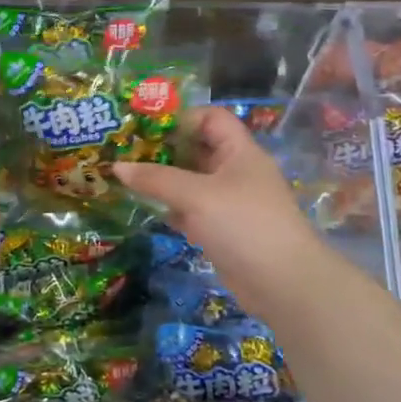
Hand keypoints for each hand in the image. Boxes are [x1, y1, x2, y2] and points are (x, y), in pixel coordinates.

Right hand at [113, 107, 336, 316]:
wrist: (283, 283)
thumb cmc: (244, 225)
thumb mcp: (197, 196)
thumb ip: (156, 179)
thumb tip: (117, 167)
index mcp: (239, 152)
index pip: (211, 118)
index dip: (182, 118)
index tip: (146, 128)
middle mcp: (235, 172)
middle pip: (197, 149)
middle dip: (163, 149)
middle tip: (125, 151)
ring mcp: (228, 202)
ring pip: (190, 181)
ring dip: (162, 179)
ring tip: (125, 177)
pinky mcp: (220, 229)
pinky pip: (189, 209)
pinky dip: (168, 206)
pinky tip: (143, 208)